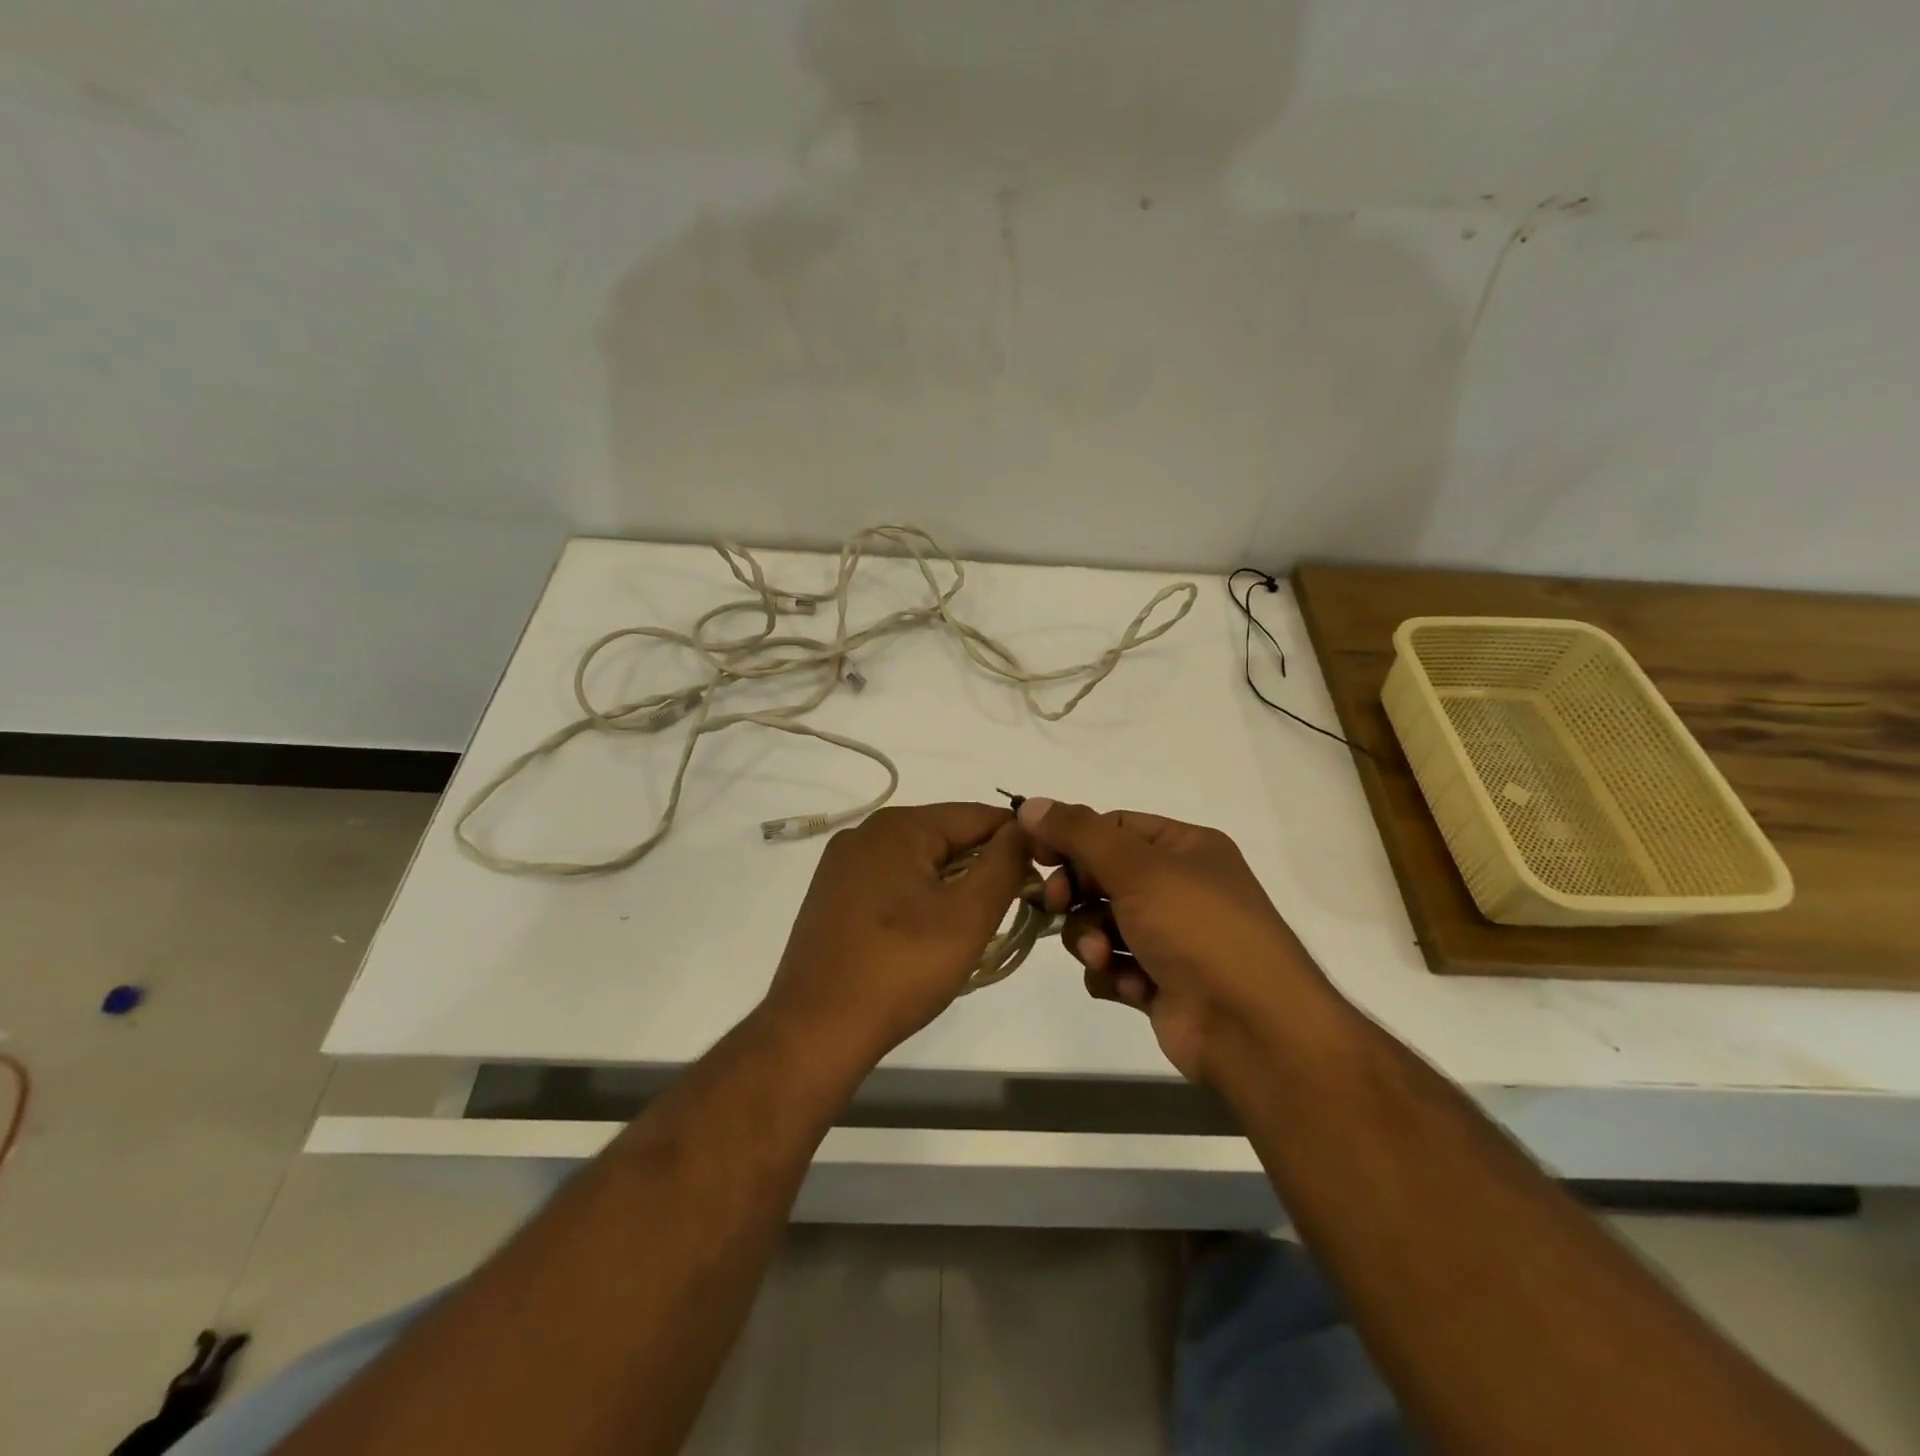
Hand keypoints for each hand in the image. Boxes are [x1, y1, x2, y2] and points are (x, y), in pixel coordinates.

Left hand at [762, 803, 1032, 1066]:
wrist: (816, 1030)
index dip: (1018, 842)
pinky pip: (893, 882)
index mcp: (898, 826)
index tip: (1044, 877)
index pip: (978, 816)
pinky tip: (928, 935)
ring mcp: (843, 865)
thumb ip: (1005, 863)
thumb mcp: (969, 915)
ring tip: (972, 929)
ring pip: (920, 861)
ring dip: (954, 886)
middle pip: (947, 836)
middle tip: (1011, 911)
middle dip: (984, 867)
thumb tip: (1024, 829)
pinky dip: (921, 899)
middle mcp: (866, 833)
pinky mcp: (833, 896)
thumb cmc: (901, 968)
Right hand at [1018, 798, 1326, 1083]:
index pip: (1113, 827)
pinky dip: (1113, 974)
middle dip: (1076, 894)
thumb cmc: (1198, 929)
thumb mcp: (1137, 868)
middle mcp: (1178, 886)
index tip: (1035, 854)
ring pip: (1099, 923)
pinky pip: (1112, 965)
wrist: (1252, 1028)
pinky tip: (1133, 987)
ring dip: (1091, 939)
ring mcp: (1169, 936)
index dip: (1072, 838)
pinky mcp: (1159, 981)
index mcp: (1185, 848)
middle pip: (1101, 875)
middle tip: (1055, 904)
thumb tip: (1030, 803)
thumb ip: (1079, 834)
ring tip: (1103, 957)